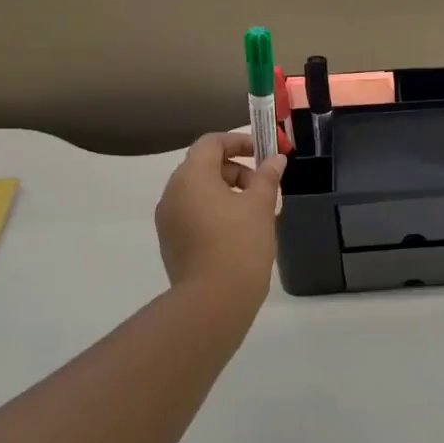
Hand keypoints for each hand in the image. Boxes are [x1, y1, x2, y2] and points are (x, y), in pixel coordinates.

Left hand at [155, 132, 285, 303]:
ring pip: (199, 192)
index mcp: (191, 177)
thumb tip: (275, 159)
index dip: (239, 141)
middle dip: (236, 170)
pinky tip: (239, 232)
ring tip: (256, 213)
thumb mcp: (261, 205)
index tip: (264, 153)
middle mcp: (172, 193)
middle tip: (264, 187)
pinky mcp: (171, 241)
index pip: (211, 143)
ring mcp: (168, 219)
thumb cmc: (240, 243)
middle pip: (204, 166)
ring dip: (227, 192)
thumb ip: (267, 177)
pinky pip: (193, 214)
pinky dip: (215, 212)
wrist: (214, 300)